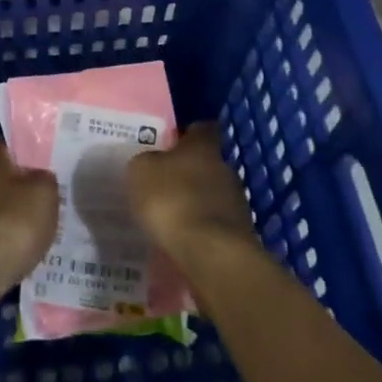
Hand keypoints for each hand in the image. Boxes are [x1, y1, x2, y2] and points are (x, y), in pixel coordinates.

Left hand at [0, 138, 59, 297]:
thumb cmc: (15, 221)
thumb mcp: (45, 194)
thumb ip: (45, 180)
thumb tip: (39, 176)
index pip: (3, 147)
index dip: (19, 152)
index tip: (35, 161)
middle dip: (14, 189)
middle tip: (38, 201)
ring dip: (5, 218)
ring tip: (29, 233)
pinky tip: (13, 255)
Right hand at [128, 121, 256, 266]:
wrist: (211, 253)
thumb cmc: (172, 200)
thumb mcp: (142, 172)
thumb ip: (146, 162)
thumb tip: (152, 162)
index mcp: (203, 147)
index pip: (201, 128)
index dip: (187, 133)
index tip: (172, 142)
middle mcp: (225, 168)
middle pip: (206, 163)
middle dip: (188, 171)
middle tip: (163, 183)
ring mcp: (236, 202)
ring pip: (212, 194)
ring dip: (195, 202)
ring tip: (171, 216)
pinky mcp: (239, 233)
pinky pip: (214, 223)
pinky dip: (200, 228)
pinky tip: (183, 239)